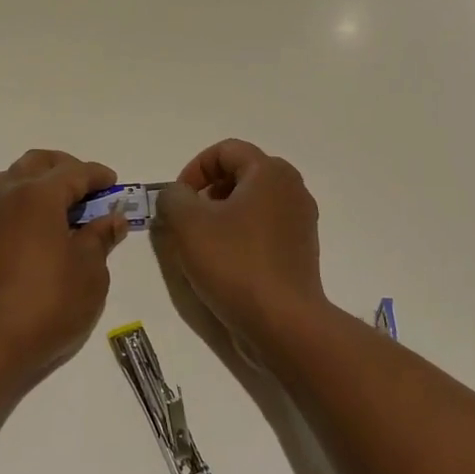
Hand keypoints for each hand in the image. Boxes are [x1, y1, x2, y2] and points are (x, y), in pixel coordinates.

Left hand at [0, 149, 127, 391]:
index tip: (115, 185)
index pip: (74, 172)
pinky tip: (41, 228)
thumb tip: (111, 219)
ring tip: (63, 206)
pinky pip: (3, 202)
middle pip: (38, 163)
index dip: (98, 176)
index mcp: (38, 194)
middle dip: (66, 169)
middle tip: (89, 190)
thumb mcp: (89, 271)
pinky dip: (24, 202)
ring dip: (39, 182)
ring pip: (13, 178)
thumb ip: (100, 237)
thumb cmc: (48, 303)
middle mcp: (7, 194)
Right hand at [154, 139, 327, 351]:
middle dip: (208, 192)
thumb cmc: (235, 263)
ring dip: (223, 215)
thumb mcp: (188, 224)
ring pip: (253, 203)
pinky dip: (242, 235)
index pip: (225, 150)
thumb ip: (173, 197)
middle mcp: (292, 188)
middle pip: (241, 174)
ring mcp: (301, 220)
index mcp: (269, 172)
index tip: (177, 200)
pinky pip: (265, 228)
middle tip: (188, 220)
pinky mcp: (301, 250)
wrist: (284, 322)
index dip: (194, 169)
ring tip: (203, 244)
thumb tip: (176, 195)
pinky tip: (226, 264)